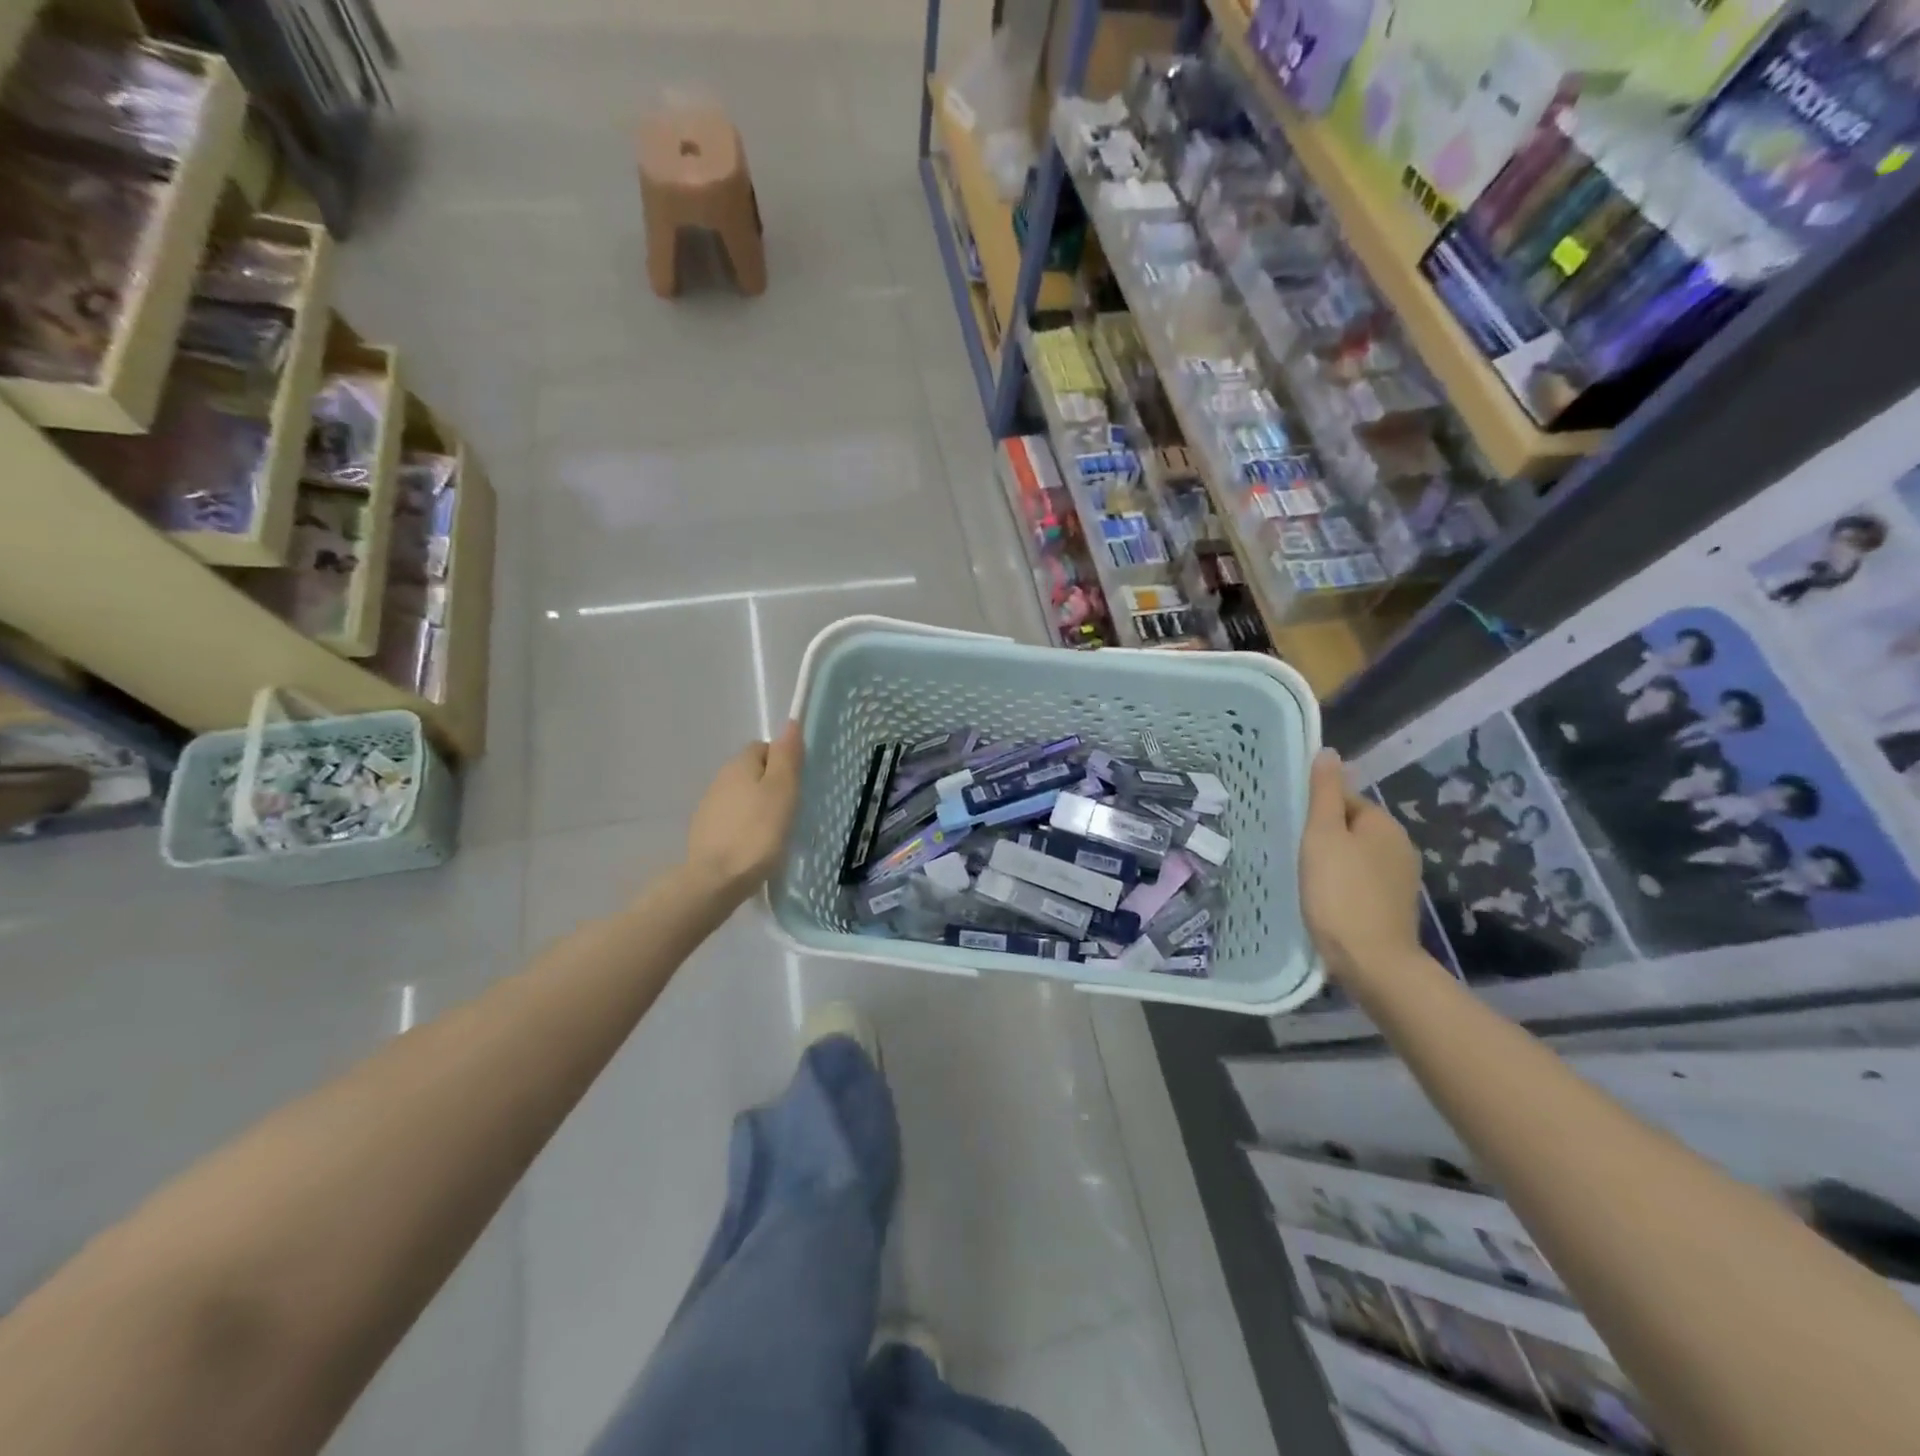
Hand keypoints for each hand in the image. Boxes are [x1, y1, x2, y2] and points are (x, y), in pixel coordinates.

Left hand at [683, 723, 802, 901]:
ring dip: (757, 807)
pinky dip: (744, 827)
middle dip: (771, 785)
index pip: (765, 748)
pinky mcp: (704, 832)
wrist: (715, 880)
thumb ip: (787, 756)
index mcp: (740, 764)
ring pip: (741, 796)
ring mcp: (709, 806)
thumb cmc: (758, 832)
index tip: (797, 788)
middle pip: (753, 772)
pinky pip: (731, 819)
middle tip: (790, 811)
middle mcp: (720, 778)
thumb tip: (790, 723)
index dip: (784, 763)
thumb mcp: (783, 791)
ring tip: (775, 832)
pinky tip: (754, 846)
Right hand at [1300, 749, 1423, 984]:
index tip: (1291, 827)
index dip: (1314, 810)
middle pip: (1351, 827)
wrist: (1372, 961)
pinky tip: (1323, 899)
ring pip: (1356, 856)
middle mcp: (1399, 845)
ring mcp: (1400, 878)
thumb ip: (1324, 793)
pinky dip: (1342, 884)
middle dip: (1324, 836)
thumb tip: (1329, 752)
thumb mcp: (1323, 835)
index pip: (1344, 799)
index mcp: (1383, 823)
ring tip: (1303, 877)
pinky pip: (1361, 881)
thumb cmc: (1339, 892)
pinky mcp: (1393, 906)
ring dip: (1332, 861)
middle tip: (1291, 852)